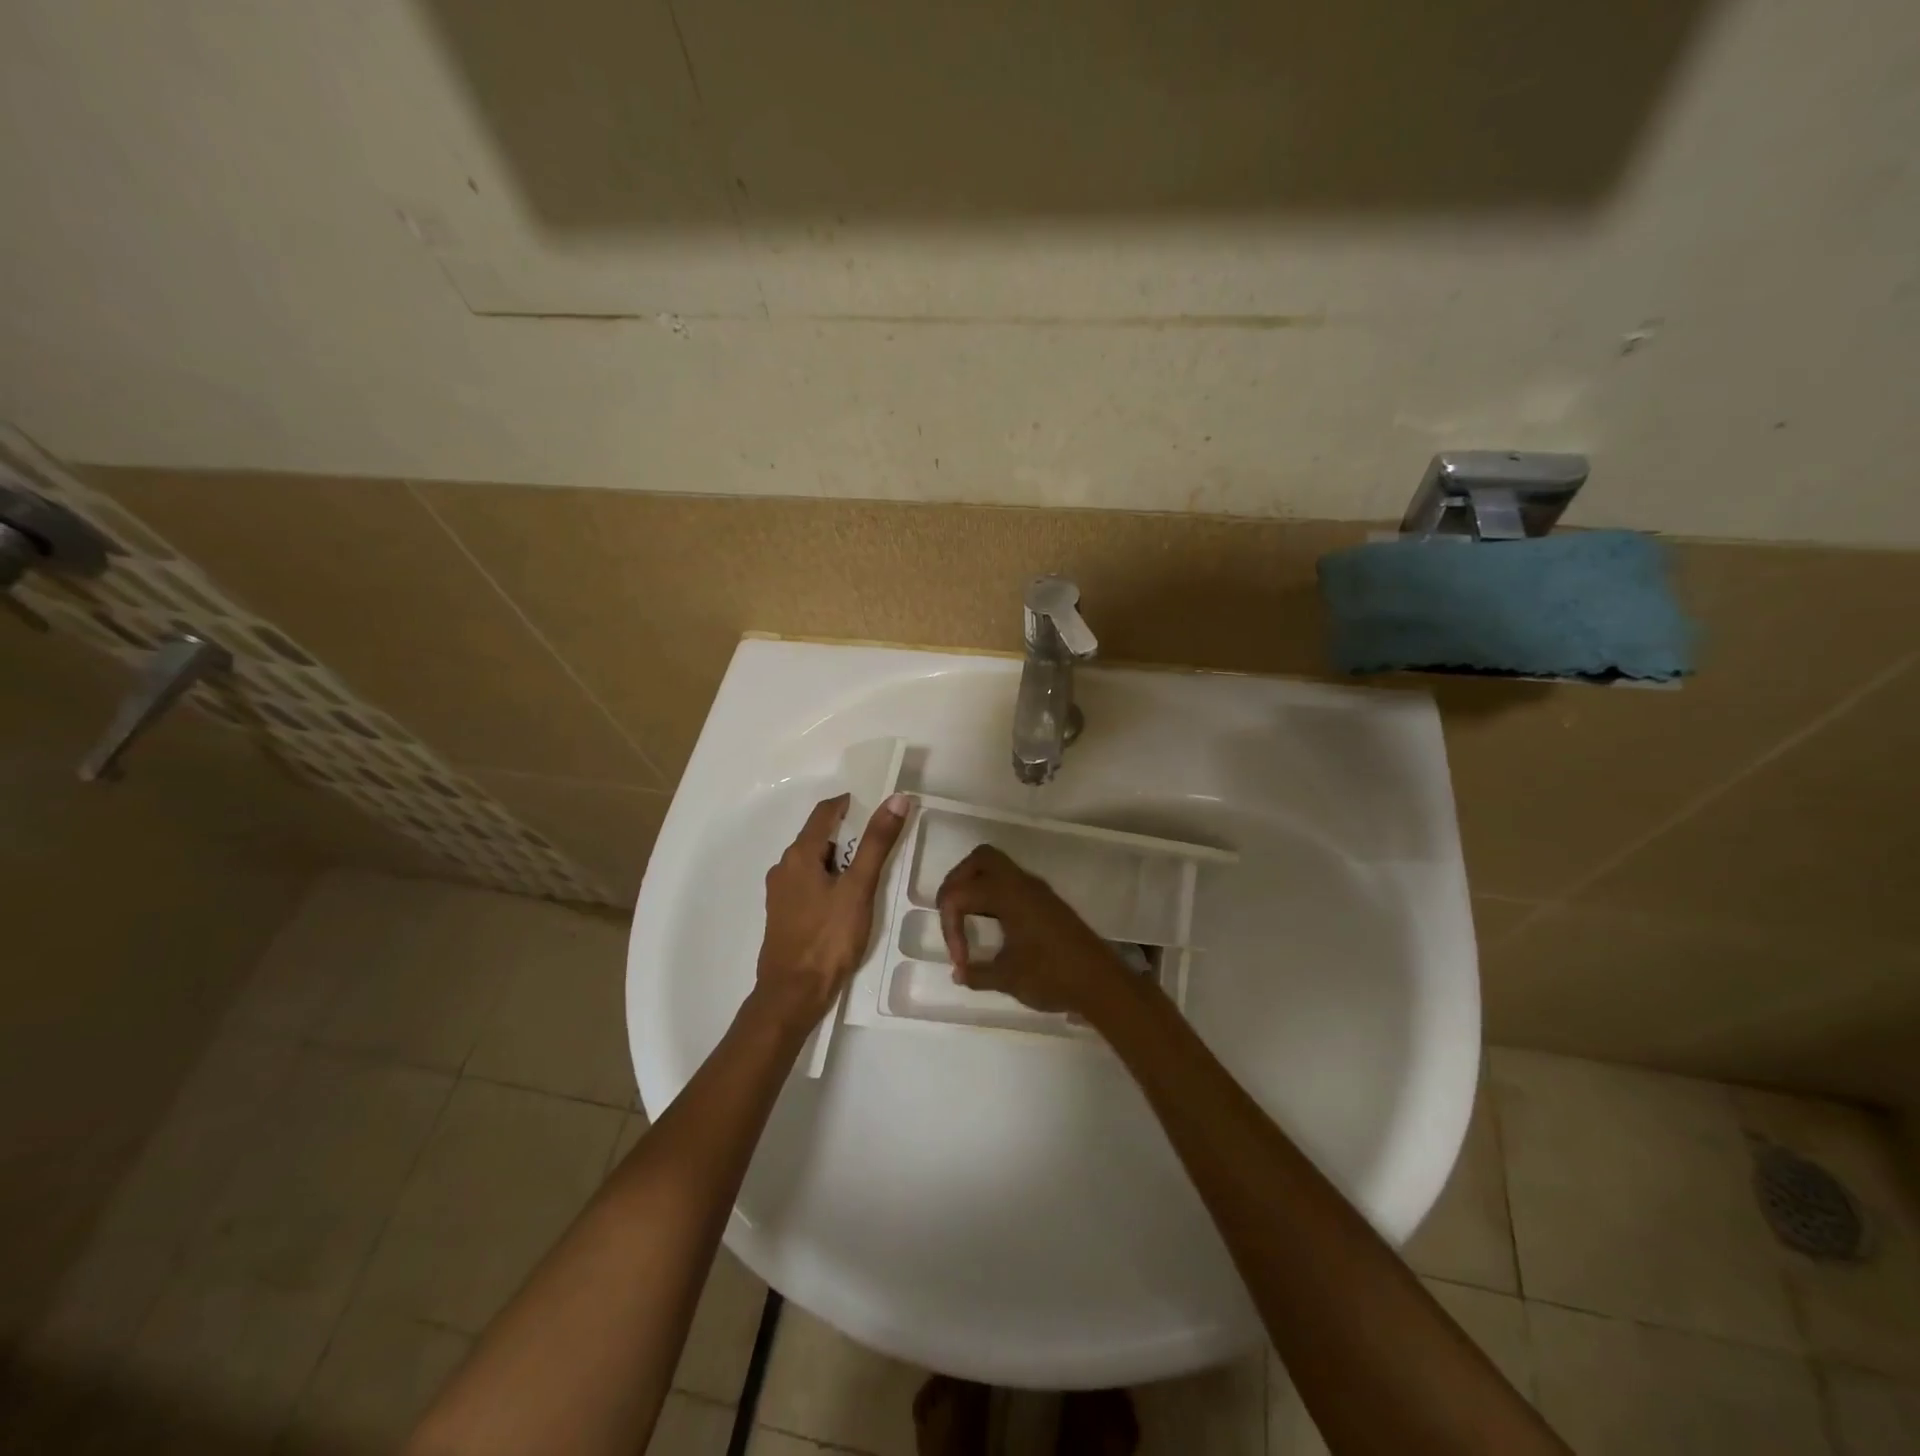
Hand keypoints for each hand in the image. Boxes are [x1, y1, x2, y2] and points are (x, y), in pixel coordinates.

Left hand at [756, 791, 908, 1025]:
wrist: (793, 994)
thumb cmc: (828, 938)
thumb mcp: (859, 887)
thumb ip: (877, 843)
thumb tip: (896, 799)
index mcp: (799, 855)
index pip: (825, 812)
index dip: (851, 804)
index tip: (879, 809)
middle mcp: (784, 867)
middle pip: (819, 836)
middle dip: (850, 834)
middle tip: (881, 844)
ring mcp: (780, 893)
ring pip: (814, 862)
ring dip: (840, 859)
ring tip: (869, 873)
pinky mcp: (783, 915)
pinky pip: (809, 883)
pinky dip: (829, 880)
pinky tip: (847, 900)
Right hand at [934, 845, 1130, 1016]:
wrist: (1101, 983)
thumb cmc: (1052, 977)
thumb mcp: (1007, 978)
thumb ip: (977, 973)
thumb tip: (960, 973)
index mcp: (1008, 894)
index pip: (961, 893)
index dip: (950, 927)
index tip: (961, 960)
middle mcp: (1022, 883)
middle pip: (981, 859)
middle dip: (958, 883)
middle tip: (952, 915)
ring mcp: (1037, 890)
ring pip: (998, 868)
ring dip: (977, 887)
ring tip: (968, 921)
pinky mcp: (1046, 902)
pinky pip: (1011, 884)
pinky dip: (994, 897)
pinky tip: (993, 927)